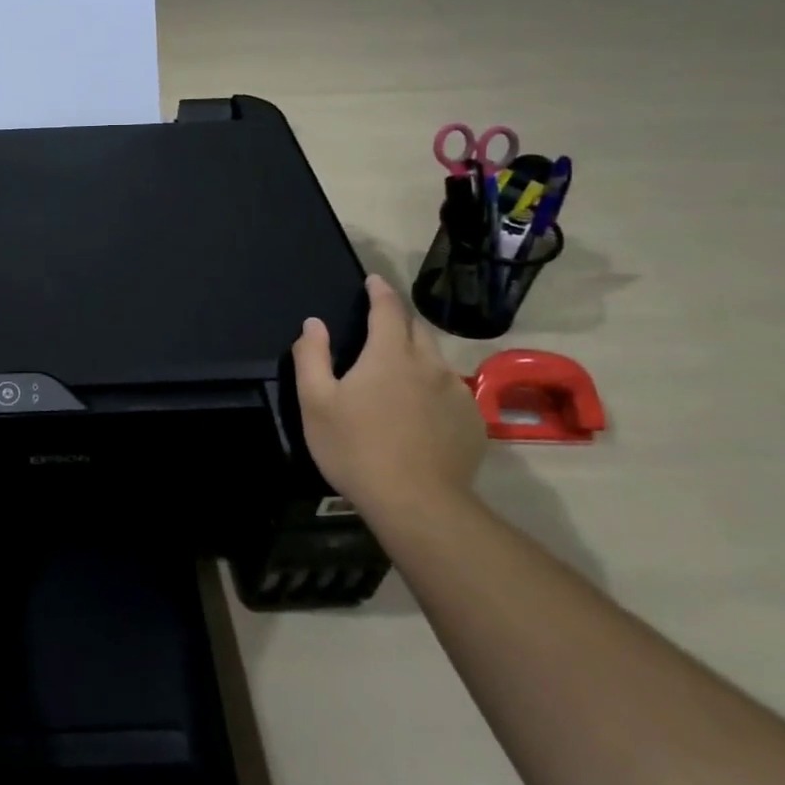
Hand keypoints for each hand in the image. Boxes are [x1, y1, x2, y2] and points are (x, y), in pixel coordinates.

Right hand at [291, 275, 485, 516]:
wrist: (417, 504)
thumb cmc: (355, 448)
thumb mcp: (316, 402)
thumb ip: (312, 357)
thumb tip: (314, 323)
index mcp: (390, 355)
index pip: (388, 309)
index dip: (380, 291)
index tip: (374, 281)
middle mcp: (429, 364)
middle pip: (417, 330)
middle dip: (399, 320)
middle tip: (381, 326)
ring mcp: (456, 394)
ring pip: (436, 360)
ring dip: (417, 355)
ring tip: (400, 372)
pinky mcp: (472, 422)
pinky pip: (451, 392)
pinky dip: (434, 388)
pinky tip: (420, 411)